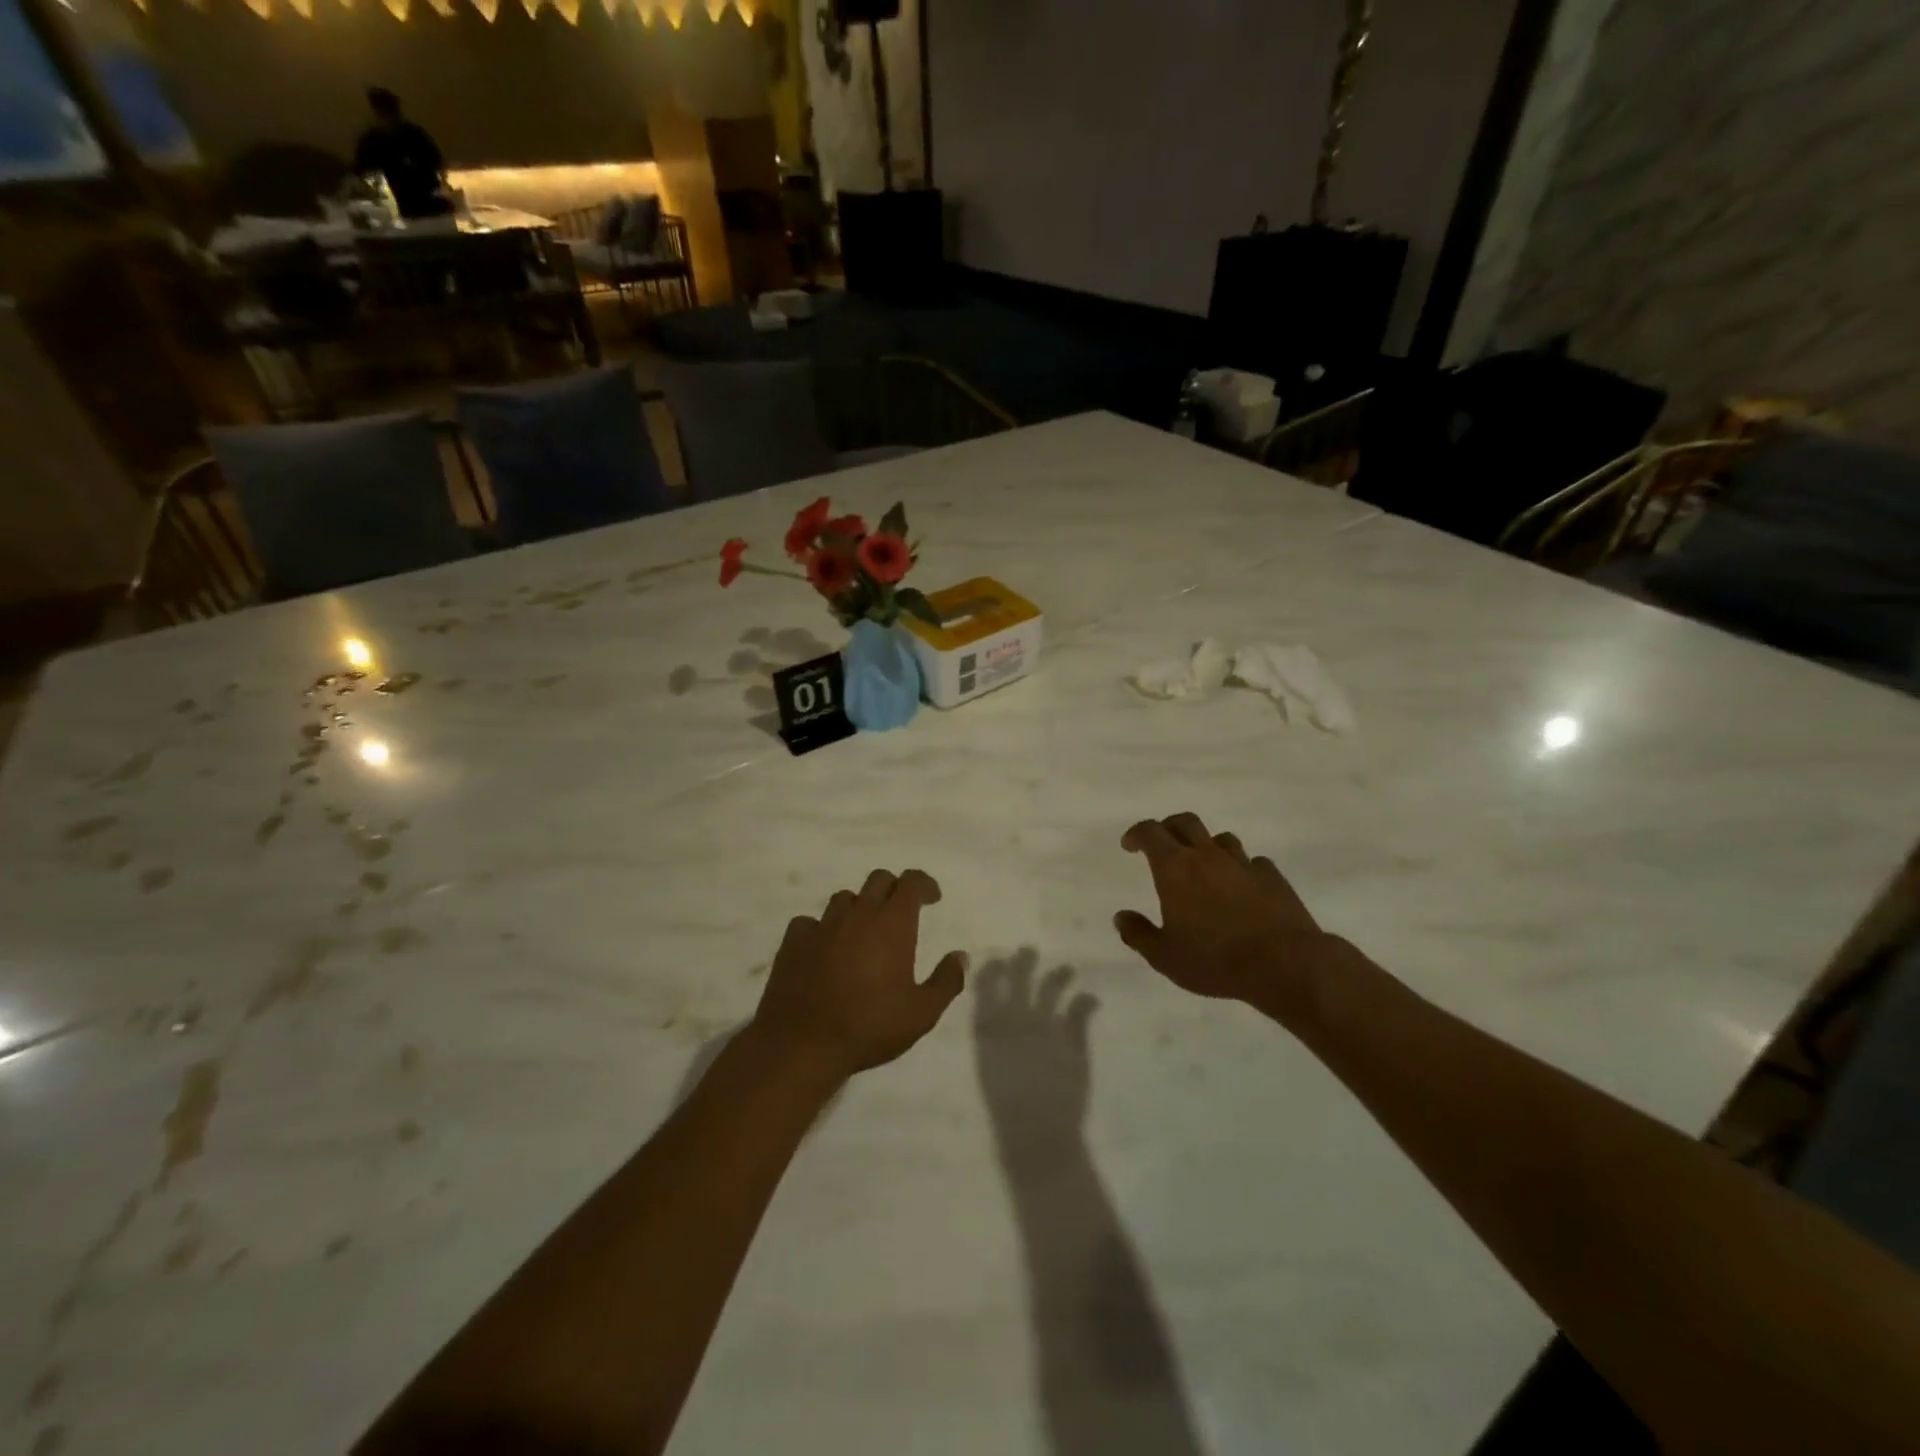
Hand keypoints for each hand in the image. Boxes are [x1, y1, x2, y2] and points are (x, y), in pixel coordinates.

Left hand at [753, 869, 967, 1079]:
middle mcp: (858, 914)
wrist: (802, 1045)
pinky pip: (810, 922)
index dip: (924, 884)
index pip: (911, 882)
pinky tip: (824, 948)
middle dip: (894, 889)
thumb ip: (946, 981)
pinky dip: (821, 929)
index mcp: (892, 924)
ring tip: (863, 932)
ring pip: (844, 898)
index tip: (932, 898)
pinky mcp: (793, 941)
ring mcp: (822, 925)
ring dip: (859, 907)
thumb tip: (960, 956)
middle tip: (901, 913)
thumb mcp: (921, 1014)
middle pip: (878, 880)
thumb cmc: (869, 1027)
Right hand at [974, 951, 1096, 1160]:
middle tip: (1029, 951)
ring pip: (1051, 989)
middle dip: (1023, 962)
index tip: (998, 960)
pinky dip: (1086, 1001)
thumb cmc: (1005, 1108)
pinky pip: (1080, 1011)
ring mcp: (1046, 1027)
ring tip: (1068, 969)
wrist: (1036, 1134)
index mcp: (989, 1029)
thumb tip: (994, 1018)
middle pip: (1019, 980)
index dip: (991, 970)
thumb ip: (992, 1040)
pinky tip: (1091, 998)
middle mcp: (1016, 1021)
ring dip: (1059, 976)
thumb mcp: (989, 1068)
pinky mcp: (1073, 1040)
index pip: (985, 987)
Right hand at [1114, 813, 1360, 1024]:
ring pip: (1221, 838)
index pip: (1151, 832)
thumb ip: (1138, 934)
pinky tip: (1242, 885)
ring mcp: (1243, 864)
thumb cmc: (1215, 960)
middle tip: (1161, 844)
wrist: (1285, 964)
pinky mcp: (1273, 877)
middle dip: (1169, 827)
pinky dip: (1241, 867)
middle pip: (1185, 822)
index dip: (1136, 833)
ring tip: (1203, 865)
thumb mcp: (1165, 957)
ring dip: (1206, 845)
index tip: (1129, 845)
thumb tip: (1121, 917)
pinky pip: (1253, 862)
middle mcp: (1208, 856)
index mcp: (1175, 868)